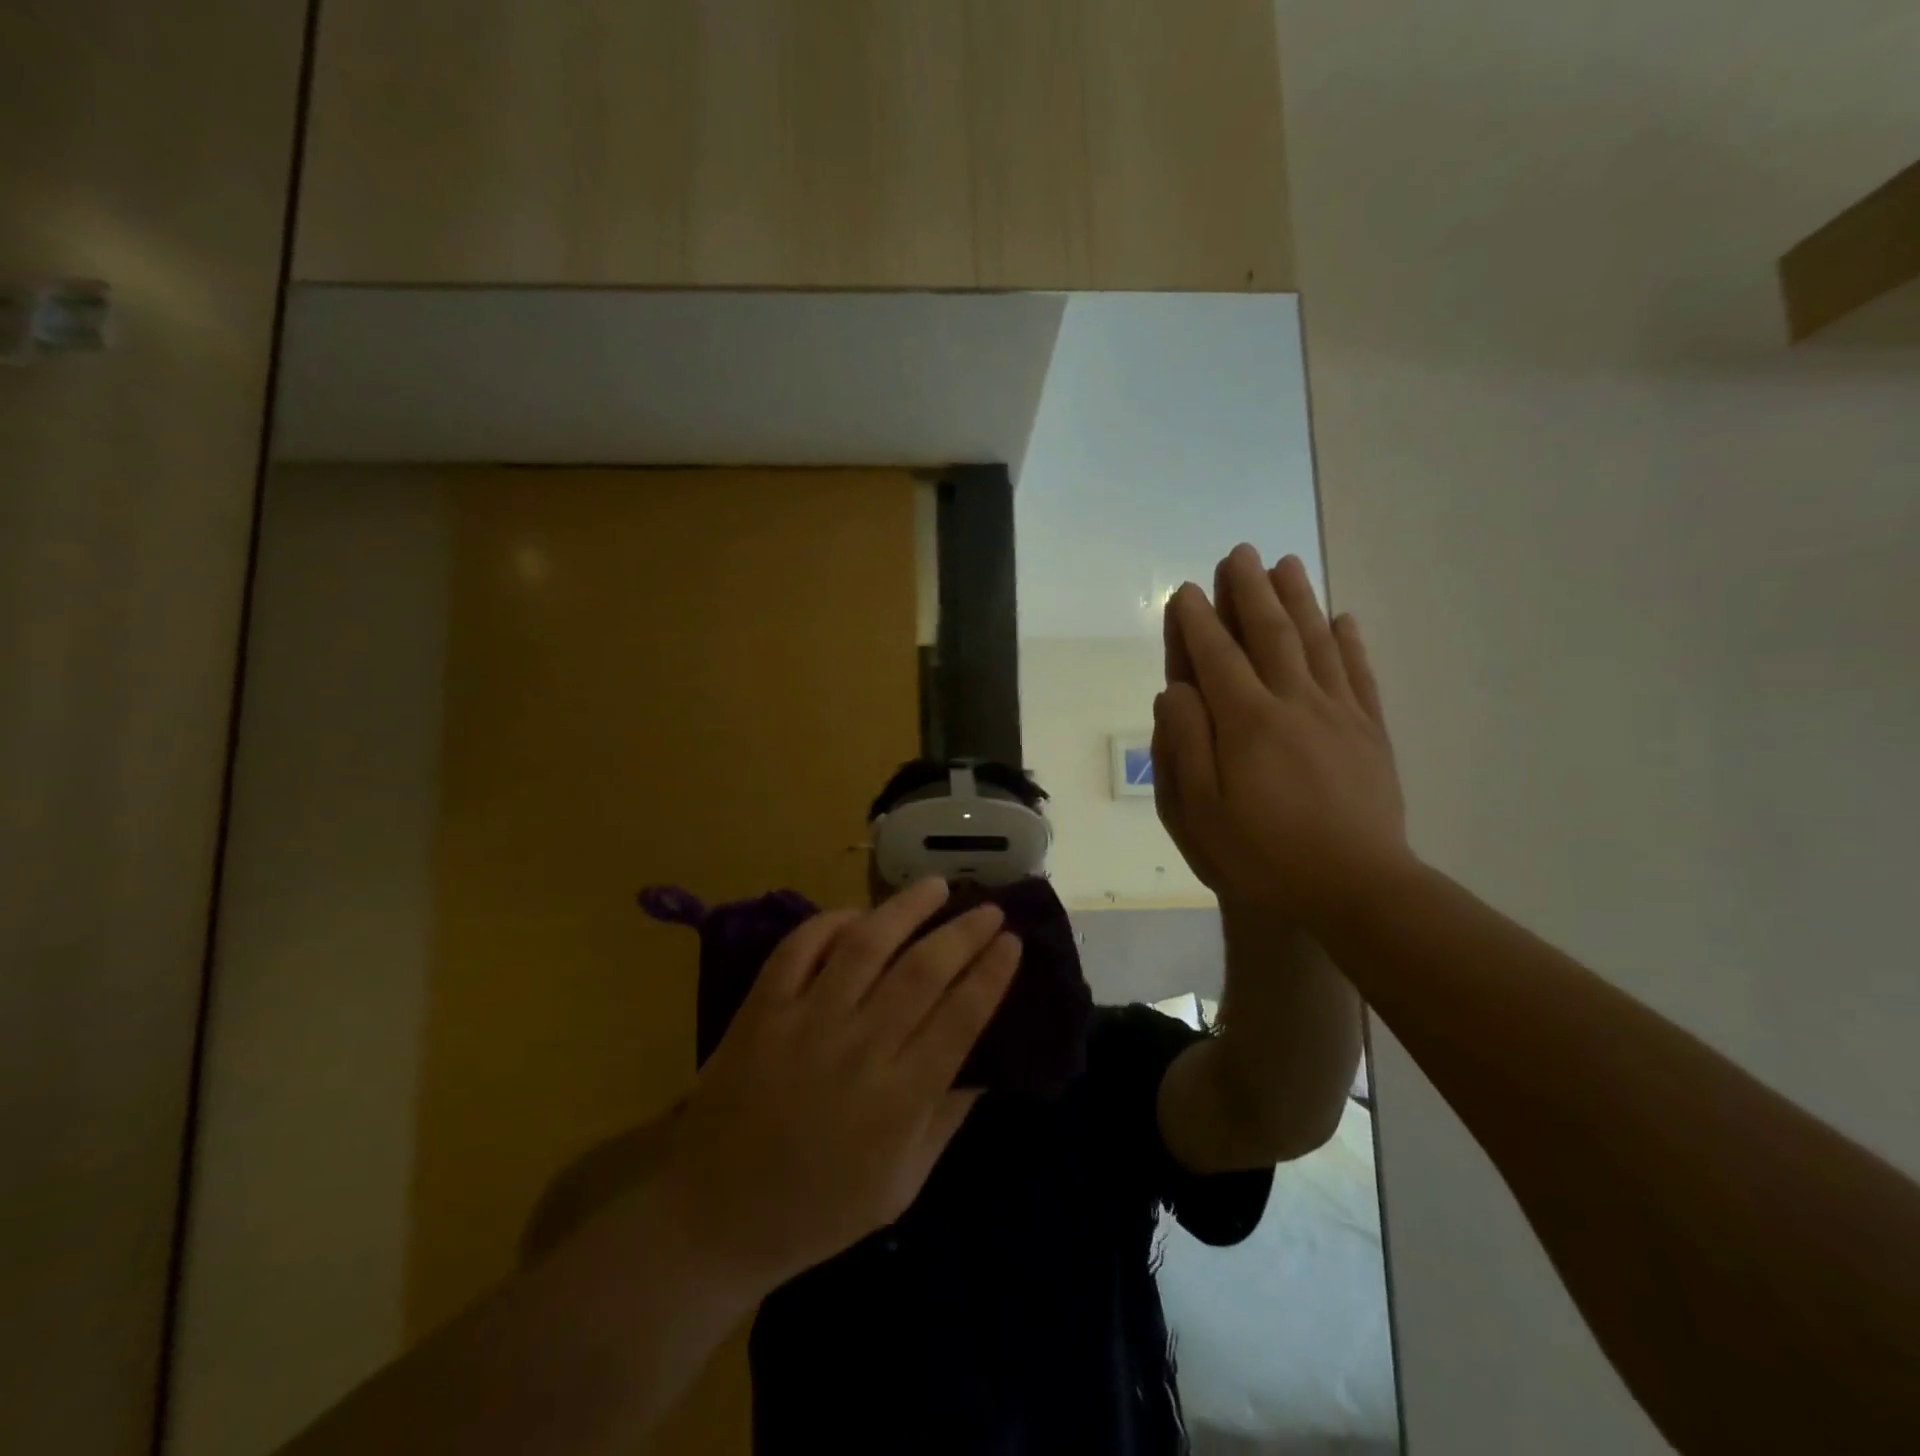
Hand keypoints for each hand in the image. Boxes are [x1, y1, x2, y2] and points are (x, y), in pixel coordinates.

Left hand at [655, 880, 1018, 1301]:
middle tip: (989, 909)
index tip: (1012, 942)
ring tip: (935, 886)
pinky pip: (799, 948)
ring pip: (864, 946)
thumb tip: (988, 1063)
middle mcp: (857, 1050)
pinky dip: (830, 922)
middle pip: (922, 972)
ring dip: (905, 909)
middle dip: (963, 933)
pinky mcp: (761, 1010)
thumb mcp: (901, 1185)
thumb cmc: (819, 1209)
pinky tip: (858, 914)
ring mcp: (804, 1024)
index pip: (960, 1018)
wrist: (714, 1217)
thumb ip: (946, 1119)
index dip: (991, 974)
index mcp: (898, 1101)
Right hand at [1153, 544, 1412, 926]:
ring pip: (1316, 642)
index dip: (1197, 622)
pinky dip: (1349, 643)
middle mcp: (1294, 704)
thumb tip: (1176, 691)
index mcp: (1247, 723)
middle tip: (1239, 553)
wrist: (1355, 890)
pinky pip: (1359, 675)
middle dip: (1249, 591)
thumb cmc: (1263, 856)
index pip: (1216, 657)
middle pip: (1270, 635)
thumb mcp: (1200, 812)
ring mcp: (1339, 715)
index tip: (1184, 591)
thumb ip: (1184, 745)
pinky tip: (1342, 619)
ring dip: (1298, 599)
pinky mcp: (1371, 733)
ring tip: (1286, 564)